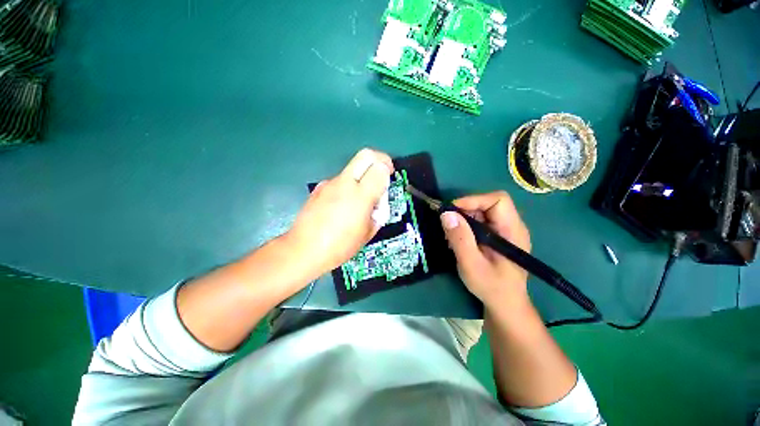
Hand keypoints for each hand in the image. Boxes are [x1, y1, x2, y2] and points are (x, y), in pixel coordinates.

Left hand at [286, 148, 393, 274]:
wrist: (304, 250)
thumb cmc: (340, 246)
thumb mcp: (369, 231)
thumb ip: (379, 210)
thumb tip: (379, 198)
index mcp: (360, 196)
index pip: (379, 168)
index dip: (388, 169)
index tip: (389, 176)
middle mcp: (344, 184)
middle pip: (365, 155)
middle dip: (379, 158)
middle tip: (382, 173)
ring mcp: (329, 183)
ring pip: (352, 168)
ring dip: (362, 176)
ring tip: (361, 199)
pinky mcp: (319, 188)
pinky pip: (340, 180)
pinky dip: (348, 186)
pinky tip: (343, 205)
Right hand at [440, 191, 531, 308]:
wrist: (505, 305)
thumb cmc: (491, 287)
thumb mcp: (472, 264)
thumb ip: (460, 239)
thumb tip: (446, 214)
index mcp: (512, 230)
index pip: (498, 200)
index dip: (474, 200)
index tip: (452, 211)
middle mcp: (511, 226)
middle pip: (488, 204)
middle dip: (465, 210)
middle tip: (448, 223)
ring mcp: (504, 231)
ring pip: (482, 212)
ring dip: (463, 219)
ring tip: (451, 234)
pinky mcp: (497, 237)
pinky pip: (480, 222)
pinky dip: (466, 226)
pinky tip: (458, 240)